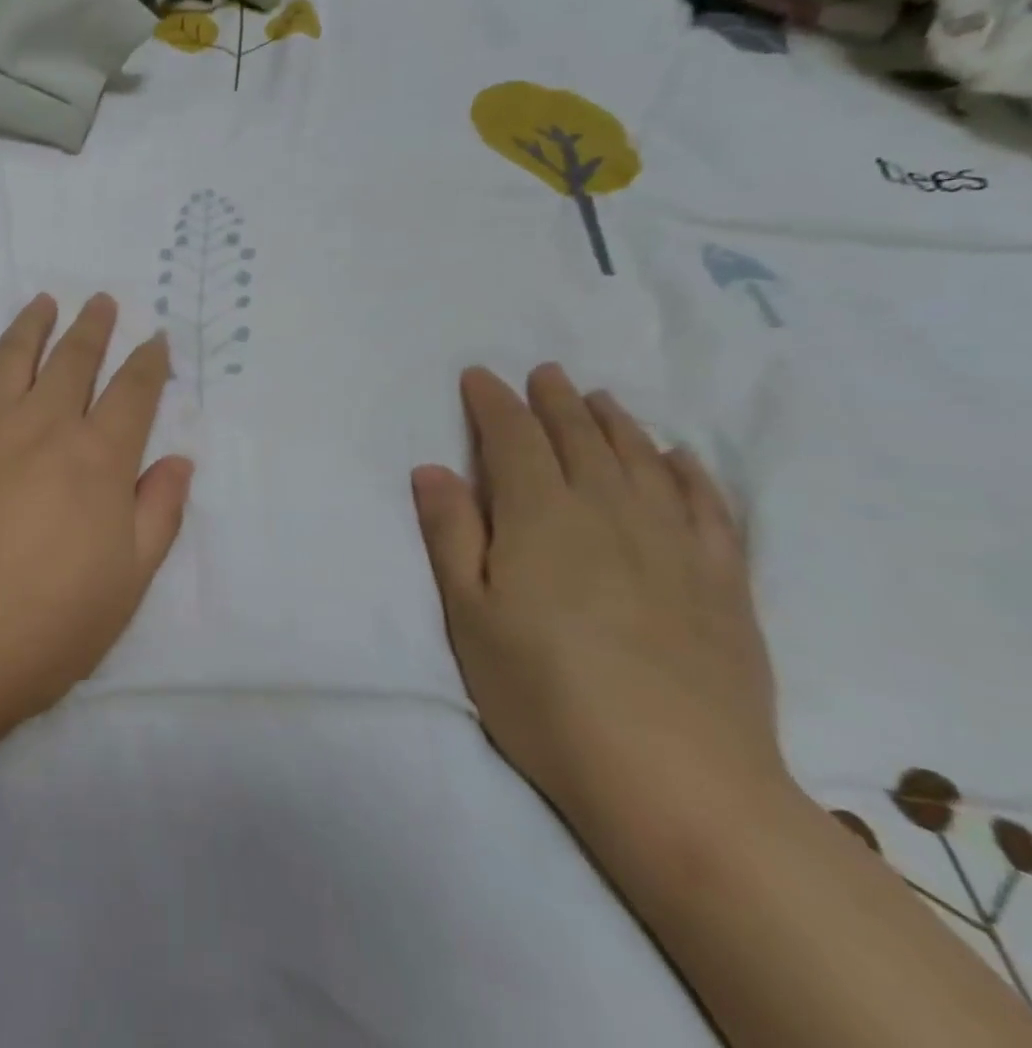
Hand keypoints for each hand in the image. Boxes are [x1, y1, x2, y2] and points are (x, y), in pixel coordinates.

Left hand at [0, 294, 192, 764]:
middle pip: (74, 359)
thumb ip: (157, 515)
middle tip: (102, 302)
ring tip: (45, 301)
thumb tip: (177, 461)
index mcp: (96, 459)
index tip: (155, 341)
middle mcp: (41, 424)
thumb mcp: (125, 586)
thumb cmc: (38, 630)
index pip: (133, 393)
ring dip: (33, 323)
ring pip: (13, 354)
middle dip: (93, 327)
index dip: (149, 363)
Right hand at [410, 365, 783, 836]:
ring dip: (615, 422)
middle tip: (543, 372)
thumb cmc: (543, 694)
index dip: (493, 402)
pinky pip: (708, 507)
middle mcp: (609, 511)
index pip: (512, 438)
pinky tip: (680, 458)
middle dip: (555, 400)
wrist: (678, 783)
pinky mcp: (722, 583)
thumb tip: (432, 468)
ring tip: (600, 399)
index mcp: (541, 515)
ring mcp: (673, 545)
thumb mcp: (469, 615)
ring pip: (642, 460)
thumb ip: (450, 534)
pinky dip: (690, 473)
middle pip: (579, 437)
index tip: (479, 375)